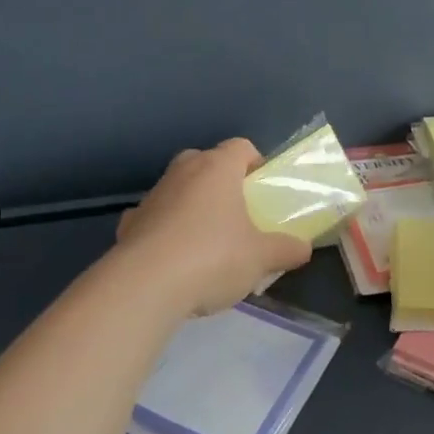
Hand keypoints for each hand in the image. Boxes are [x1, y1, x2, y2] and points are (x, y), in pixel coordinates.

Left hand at [113, 139, 312, 318]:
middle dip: (221, 182)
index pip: (241, 147)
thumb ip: (286, 249)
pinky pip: (152, 219)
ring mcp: (152, 196)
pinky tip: (172, 259)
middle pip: (206, 162)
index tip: (263, 190)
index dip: (255, 163)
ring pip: (177, 189)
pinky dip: (163, 231)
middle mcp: (183, 172)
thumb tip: (304, 248)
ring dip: (191, 206)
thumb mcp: (262, 257)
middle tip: (237, 212)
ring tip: (206, 242)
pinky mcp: (129, 224)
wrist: (145, 286)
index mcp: (218, 168)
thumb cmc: (213, 257)